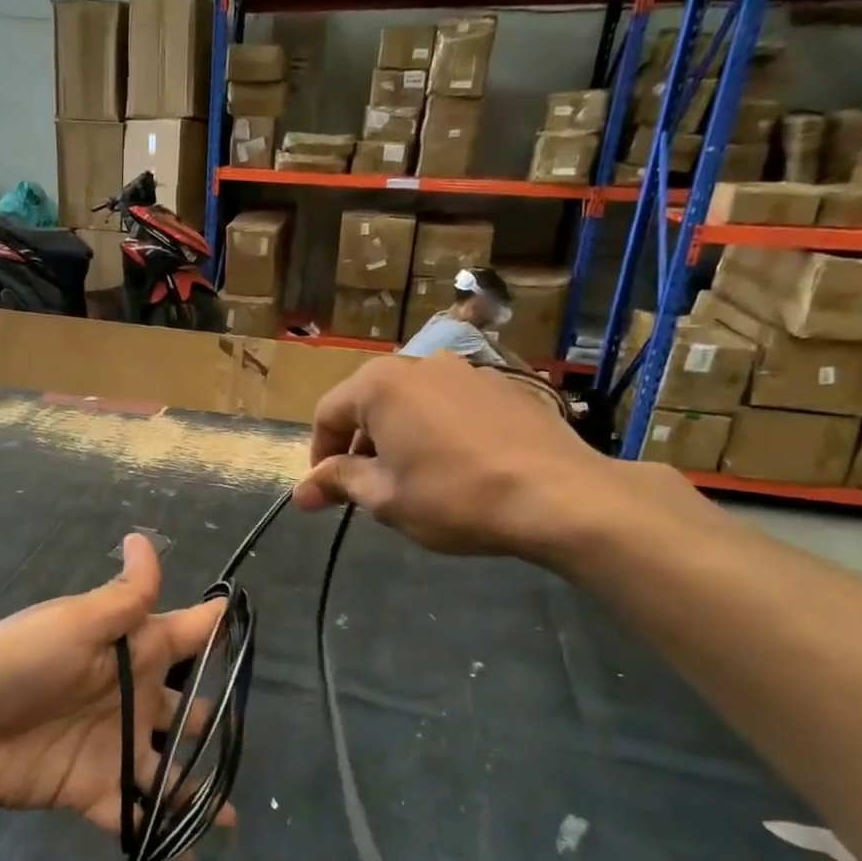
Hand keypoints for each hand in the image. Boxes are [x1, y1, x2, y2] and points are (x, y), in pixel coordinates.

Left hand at [0, 535, 230, 844]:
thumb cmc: (19, 661)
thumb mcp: (75, 623)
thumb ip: (124, 596)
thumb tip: (142, 537)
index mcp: (130, 651)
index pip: (187, 635)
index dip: (219, 630)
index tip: (254, 631)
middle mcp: (130, 697)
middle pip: (186, 708)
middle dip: (216, 722)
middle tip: (249, 745)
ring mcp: (113, 746)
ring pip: (168, 768)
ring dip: (198, 788)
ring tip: (233, 818)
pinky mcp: (92, 789)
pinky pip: (135, 813)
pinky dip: (161, 834)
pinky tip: (191, 857)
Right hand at [291, 352, 624, 560]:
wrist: (559, 495)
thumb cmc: (454, 496)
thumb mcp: (385, 497)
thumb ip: (339, 482)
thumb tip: (301, 491)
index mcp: (380, 384)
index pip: (328, 414)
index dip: (319, 456)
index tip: (326, 493)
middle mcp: (420, 363)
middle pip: (370, 404)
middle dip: (359, 446)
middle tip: (367, 489)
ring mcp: (467, 370)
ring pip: (412, 403)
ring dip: (399, 437)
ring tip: (413, 479)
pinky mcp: (505, 385)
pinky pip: (452, 405)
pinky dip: (438, 430)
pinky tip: (457, 466)